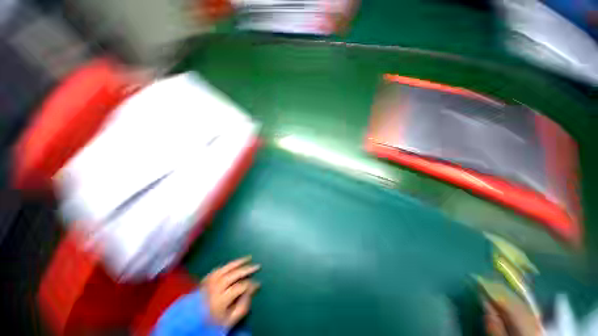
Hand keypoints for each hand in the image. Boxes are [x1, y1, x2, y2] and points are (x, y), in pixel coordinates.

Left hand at [201, 257, 260, 327]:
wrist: (190, 323)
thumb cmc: (212, 322)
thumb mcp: (229, 321)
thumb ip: (242, 307)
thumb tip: (251, 292)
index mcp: (220, 301)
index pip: (239, 288)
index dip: (251, 285)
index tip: (258, 284)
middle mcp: (214, 289)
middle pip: (233, 275)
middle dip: (247, 269)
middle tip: (257, 266)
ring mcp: (208, 282)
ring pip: (226, 268)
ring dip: (238, 262)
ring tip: (249, 258)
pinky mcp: (205, 280)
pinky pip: (218, 269)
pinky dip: (227, 265)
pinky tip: (234, 263)